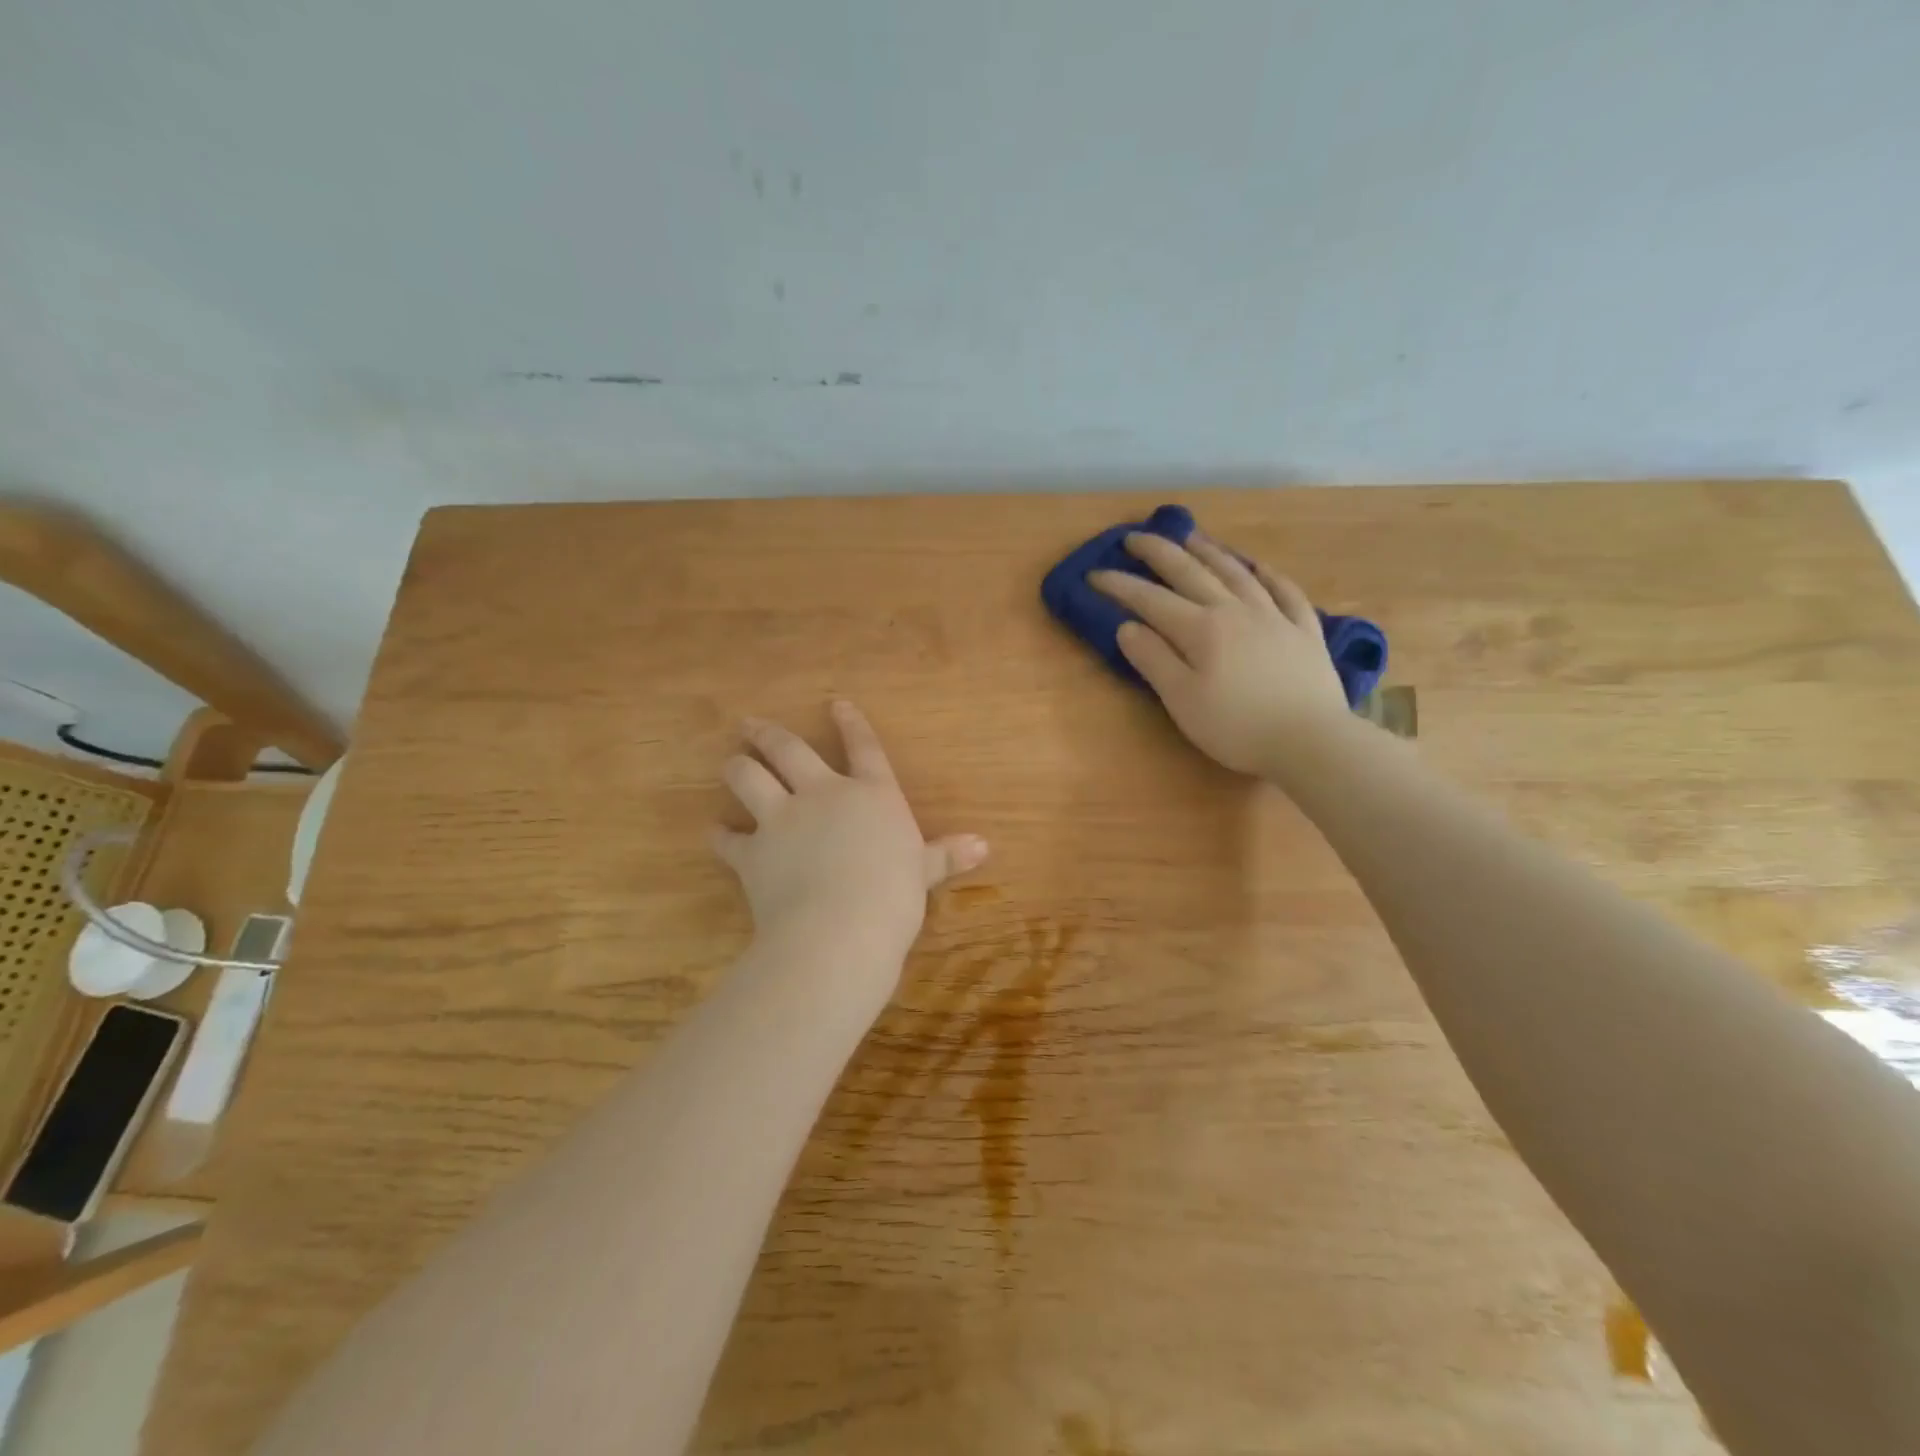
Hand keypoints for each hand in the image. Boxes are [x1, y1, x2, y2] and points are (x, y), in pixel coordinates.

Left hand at [712, 701, 987, 974]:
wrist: (840, 927)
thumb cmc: (894, 896)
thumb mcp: (924, 873)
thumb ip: (946, 855)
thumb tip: (985, 846)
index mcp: (871, 795)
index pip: (863, 748)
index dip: (851, 723)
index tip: (835, 703)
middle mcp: (823, 795)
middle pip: (790, 751)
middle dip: (769, 733)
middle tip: (748, 723)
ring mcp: (783, 819)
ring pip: (750, 778)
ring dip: (737, 768)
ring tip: (729, 761)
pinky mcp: (753, 852)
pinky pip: (729, 839)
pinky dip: (721, 835)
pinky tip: (715, 832)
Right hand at [1089, 531, 1350, 777]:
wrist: (1311, 740)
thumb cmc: (1236, 727)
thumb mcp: (1182, 700)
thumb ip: (1153, 659)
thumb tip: (1126, 626)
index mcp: (1201, 629)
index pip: (1150, 599)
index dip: (1120, 585)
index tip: (1094, 573)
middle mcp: (1235, 610)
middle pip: (1191, 572)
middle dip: (1159, 552)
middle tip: (1135, 537)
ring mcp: (1274, 616)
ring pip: (1236, 572)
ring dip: (1209, 551)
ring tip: (1191, 537)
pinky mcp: (1304, 630)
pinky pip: (1285, 590)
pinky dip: (1267, 574)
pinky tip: (1258, 566)